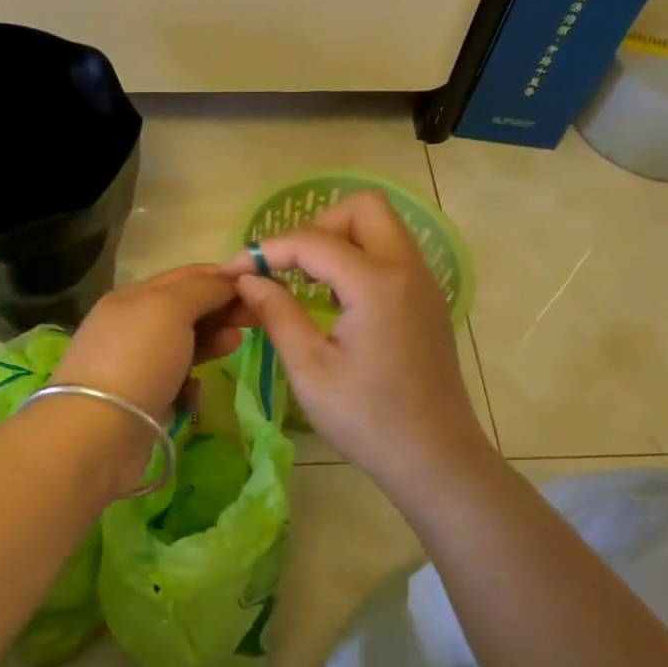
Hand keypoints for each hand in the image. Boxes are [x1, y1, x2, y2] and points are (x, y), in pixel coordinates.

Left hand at [50, 264, 245, 421]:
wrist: (99, 432)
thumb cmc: (138, 359)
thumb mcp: (170, 308)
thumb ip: (202, 289)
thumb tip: (228, 279)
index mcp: (132, 297)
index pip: (185, 277)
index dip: (222, 278)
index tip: (259, 287)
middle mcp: (131, 328)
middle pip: (185, 311)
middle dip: (220, 311)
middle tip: (256, 319)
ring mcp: (135, 366)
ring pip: (182, 347)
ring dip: (210, 343)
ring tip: (233, 345)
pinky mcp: (141, 402)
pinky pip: (175, 384)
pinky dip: (189, 384)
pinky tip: (194, 391)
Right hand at [222, 191, 496, 501]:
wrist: (435, 458)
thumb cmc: (368, 419)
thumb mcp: (310, 369)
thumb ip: (277, 314)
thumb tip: (248, 280)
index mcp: (377, 283)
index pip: (313, 241)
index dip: (266, 250)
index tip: (232, 271)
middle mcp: (408, 269)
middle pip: (363, 208)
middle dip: (317, 226)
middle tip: (289, 267)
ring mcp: (425, 284)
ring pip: (383, 228)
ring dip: (341, 241)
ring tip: (307, 283)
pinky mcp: (428, 303)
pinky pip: (393, 256)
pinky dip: (361, 261)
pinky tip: (337, 302)